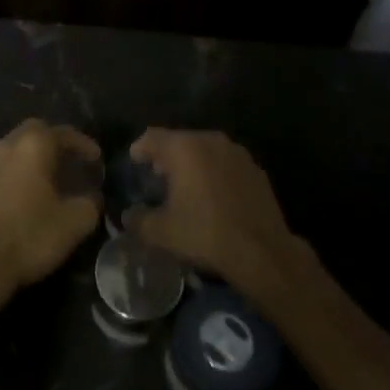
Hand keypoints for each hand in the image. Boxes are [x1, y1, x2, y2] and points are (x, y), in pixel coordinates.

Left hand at [0, 120, 101, 295]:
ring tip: (45, 180)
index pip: (61, 132)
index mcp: (32, 147)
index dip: (82, 143)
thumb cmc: (29, 237)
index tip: (95, 158)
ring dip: (29, 159)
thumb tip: (91, 197)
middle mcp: (4, 147)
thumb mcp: (75, 223)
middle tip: (69, 161)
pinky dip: (12, 176)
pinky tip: (19, 197)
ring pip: (11, 150)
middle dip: (52, 142)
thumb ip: (90, 203)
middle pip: (31, 132)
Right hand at [125, 129, 304, 303]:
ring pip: (205, 150)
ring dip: (192, 163)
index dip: (139, 149)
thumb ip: (138, 220)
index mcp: (185, 148)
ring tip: (186, 187)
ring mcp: (238, 153)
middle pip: (180, 140)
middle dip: (166, 156)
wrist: (262, 252)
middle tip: (158, 177)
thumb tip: (128, 216)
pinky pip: (226, 163)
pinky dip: (214, 173)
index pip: (152, 137)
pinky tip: (213, 197)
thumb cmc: (205, 234)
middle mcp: (211, 141)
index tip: (134, 163)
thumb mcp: (161, 232)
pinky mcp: (256, 169)